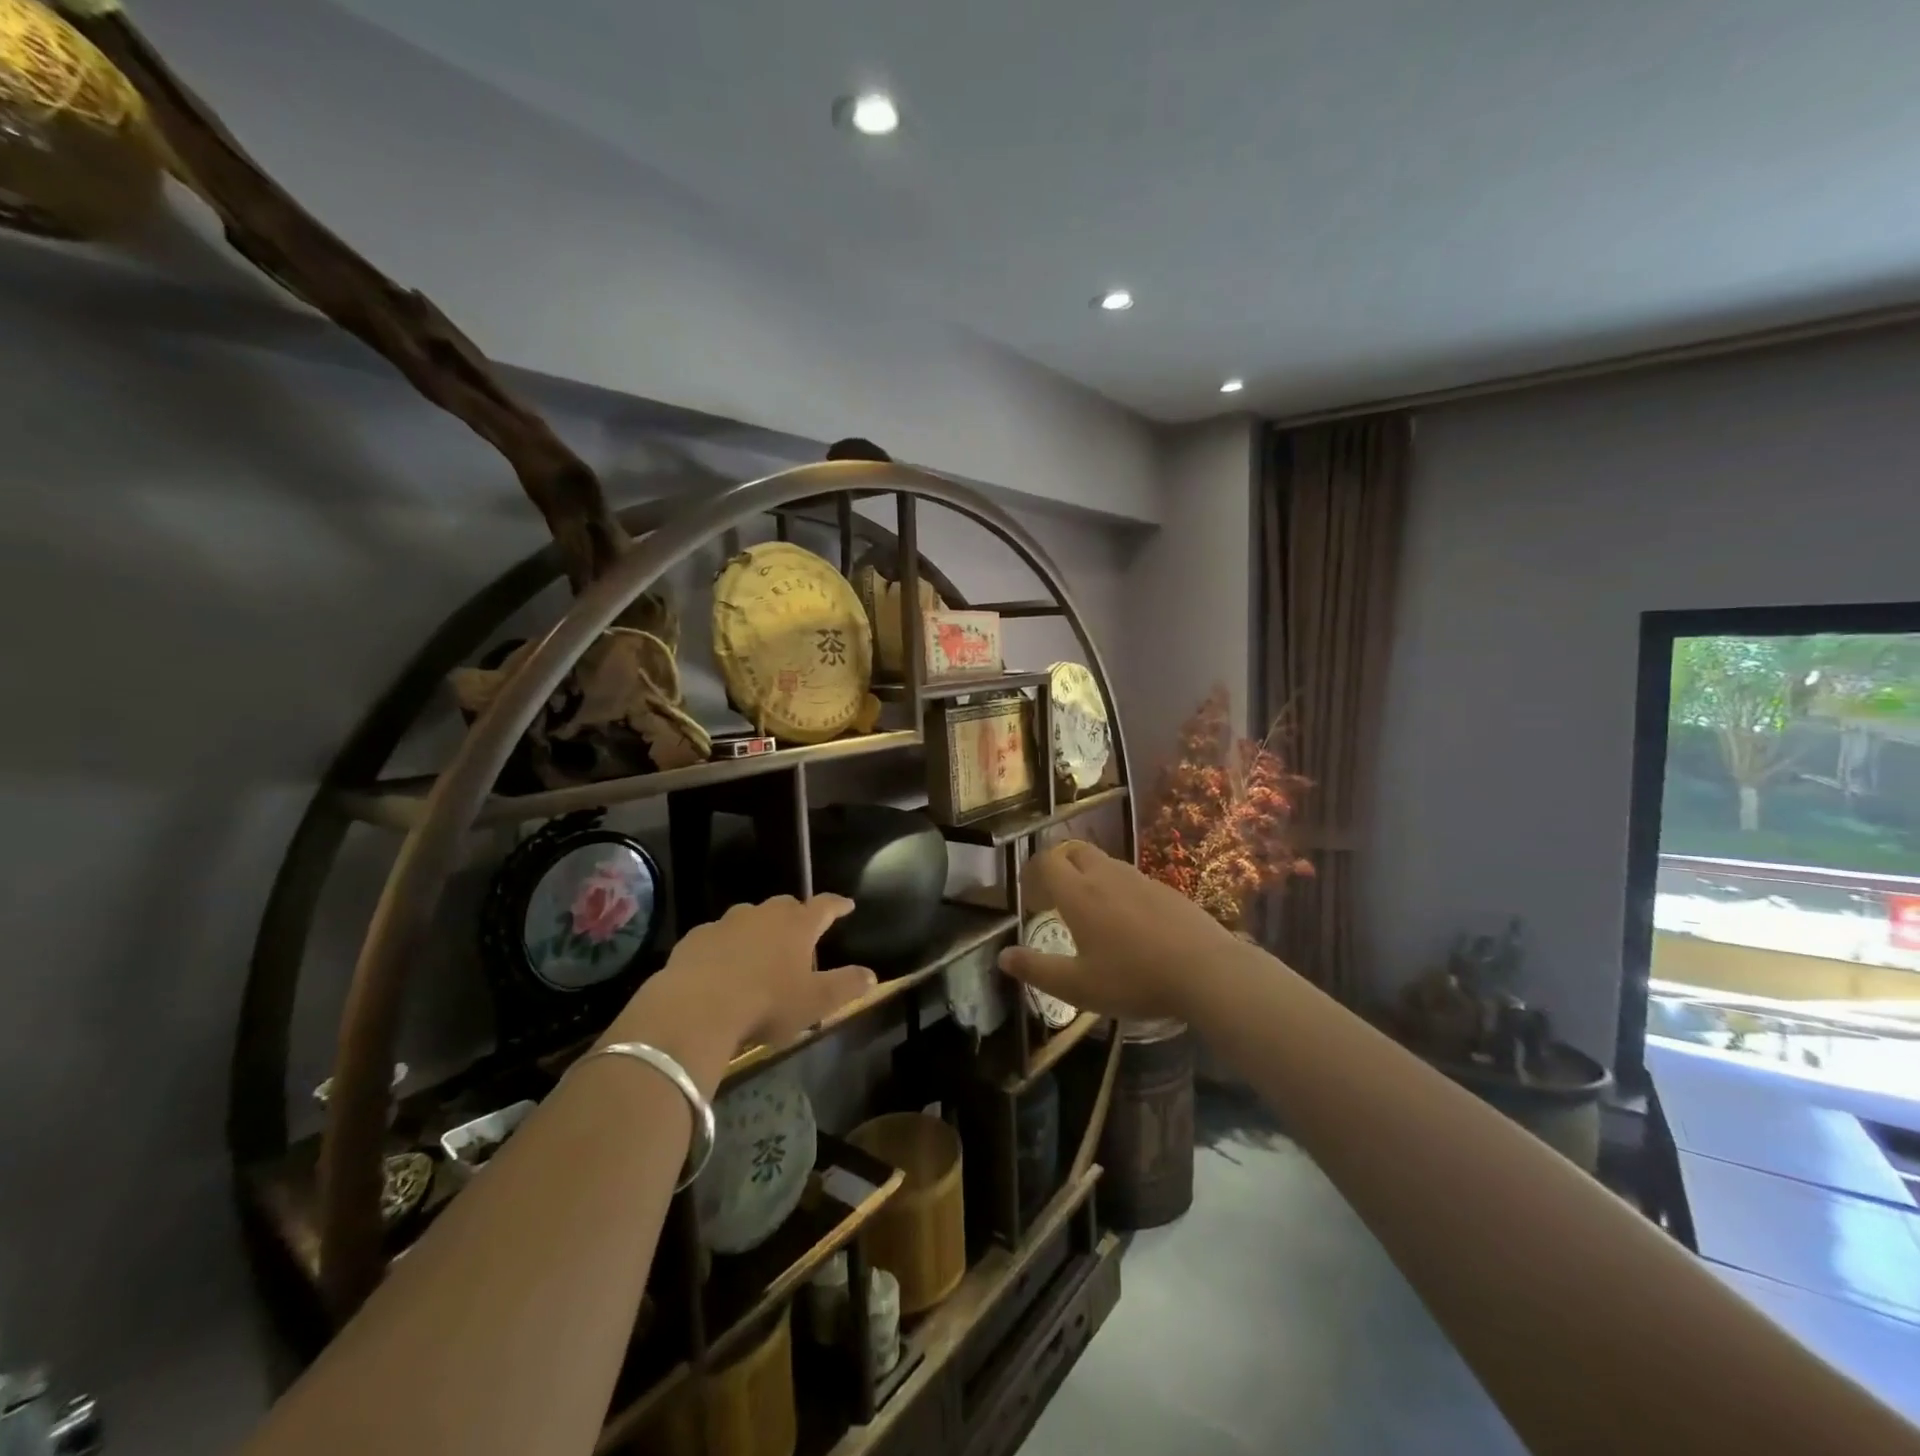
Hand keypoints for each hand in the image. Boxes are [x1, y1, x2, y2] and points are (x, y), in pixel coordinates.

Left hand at [605, 896, 876, 1083]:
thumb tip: (872, 975)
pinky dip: (724, 946)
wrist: (695, 1008)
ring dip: (757, 929)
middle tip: (800, 931)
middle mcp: (763, 915)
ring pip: (748, 918)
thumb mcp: (815, 1002)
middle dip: (795, 915)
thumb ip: (845, 986)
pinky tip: (720, 966)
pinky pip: (716, 936)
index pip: (824, 906)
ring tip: (759, 951)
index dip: (837, 905)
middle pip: (785, 906)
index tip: (847, 904)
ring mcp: (726, 923)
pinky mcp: (695, 938)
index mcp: (797, 926)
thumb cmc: (766, 1003)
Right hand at [997, 840, 1245, 1023]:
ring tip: (1091, 913)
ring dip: (1089, 876)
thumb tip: (1002, 957)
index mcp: (1079, 893)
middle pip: (1075, 851)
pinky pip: (1131, 878)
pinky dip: (1118, 889)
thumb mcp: (1078, 986)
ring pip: (1105, 862)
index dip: (1033, 872)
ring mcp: (1140, 879)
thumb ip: (1037, 970)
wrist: (1206, 971)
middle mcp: (1106, 875)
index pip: (1047, 860)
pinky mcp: (1166, 889)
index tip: (1031, 897)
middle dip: (1060, 865)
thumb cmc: (1134, 979)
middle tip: (1056, 898)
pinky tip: (1129, 924)